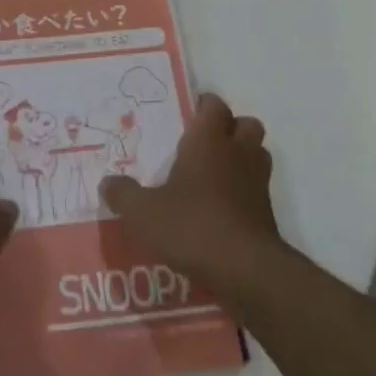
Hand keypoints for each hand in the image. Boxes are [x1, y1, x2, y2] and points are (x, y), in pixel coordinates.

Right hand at [98, 93, 282, 296]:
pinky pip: (259, 189)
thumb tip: (107, 183)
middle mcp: (237, 153)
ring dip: (243, 157)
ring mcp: (258, 182)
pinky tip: (223, 209)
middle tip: (206, 143)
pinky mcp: (268, 213)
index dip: (205, 105)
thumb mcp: (143, 213)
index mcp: (208, 141)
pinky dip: (246, 192)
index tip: (190, 113)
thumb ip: (123, 195)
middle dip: (231, 128)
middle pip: (246, 124)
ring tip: (217, 174)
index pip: (214, 105)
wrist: (246, 270)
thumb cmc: (192, 226)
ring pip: (257, 154)